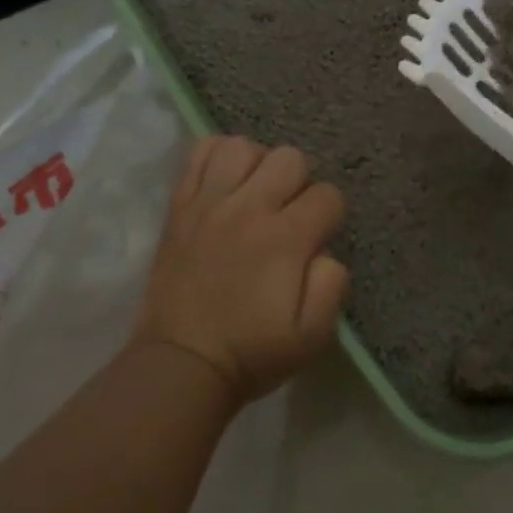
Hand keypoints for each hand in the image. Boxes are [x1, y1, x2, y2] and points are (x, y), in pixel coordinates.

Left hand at [132, 136, 348, 404]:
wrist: (180, 365)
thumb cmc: (253, 352)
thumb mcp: (313, 334)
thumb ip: (333, 284)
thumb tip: (324, 251)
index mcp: (285, 239)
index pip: (328, 195)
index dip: (331, 215)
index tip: (318, 239)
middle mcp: (248, 209)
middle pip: (290, 158)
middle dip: (300, 183)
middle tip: (290, 215)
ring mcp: (208, 204)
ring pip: (244, 147)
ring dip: (259, 165)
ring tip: (256, 193)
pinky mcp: (179, 208)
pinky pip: (199, 154)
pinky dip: (218, 157)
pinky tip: (226, 181)